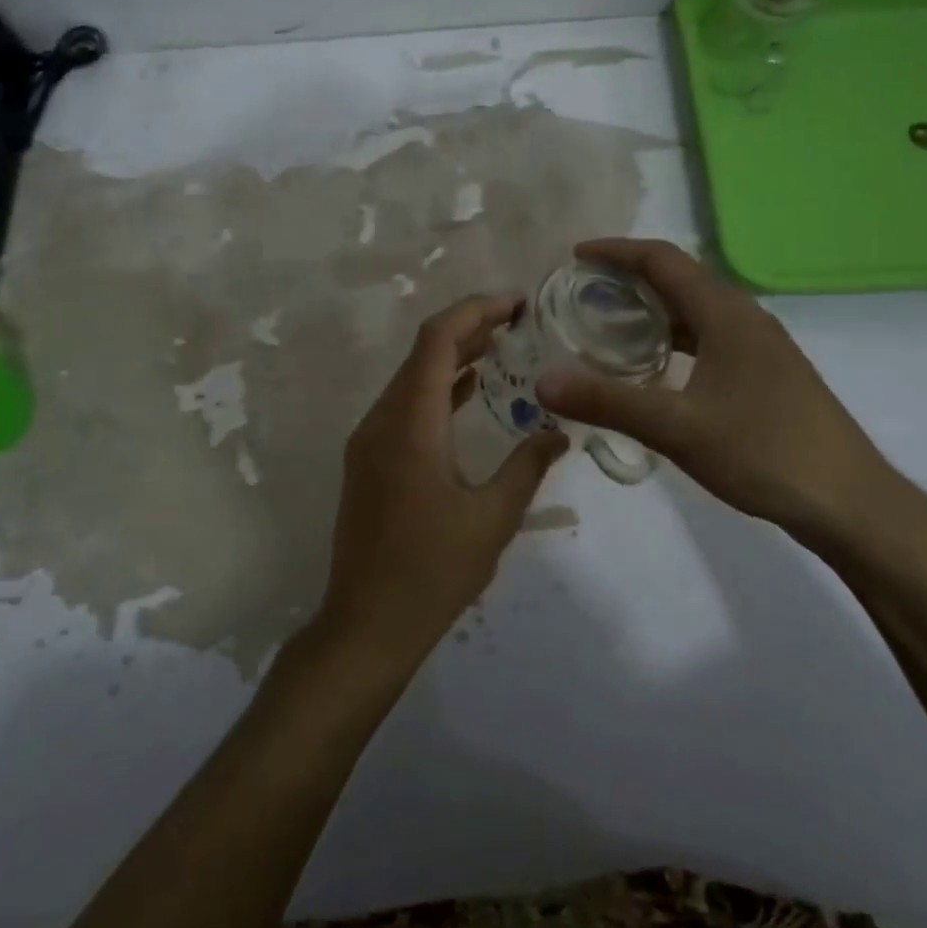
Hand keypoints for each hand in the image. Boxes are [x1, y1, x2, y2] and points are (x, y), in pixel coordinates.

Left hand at [320, 293, 568, 670]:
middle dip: (470, 327)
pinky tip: (471, 390)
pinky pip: (405, 405)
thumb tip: (559, 431)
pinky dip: (439, 388)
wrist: (366, 624)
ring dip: (454, 356)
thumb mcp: (492, 519)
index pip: (437, 342)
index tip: (517, 303)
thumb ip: (527, 466)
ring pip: (412, 378)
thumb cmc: (432, 573)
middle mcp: (381, 420)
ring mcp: (369, 440)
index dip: (475, 311)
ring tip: (503, 345)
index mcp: (409, 425)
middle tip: (519, 319)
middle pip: (423, 352)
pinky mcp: (369, 459)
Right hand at [536, 239, 904, 549]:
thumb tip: (542, 383)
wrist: (851, 503)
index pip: (664, 261)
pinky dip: (674, 338)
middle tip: (582, 292)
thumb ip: (608, 402)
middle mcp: (745, 318)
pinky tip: (655, 368)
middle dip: (629, 277)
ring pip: (697, 310)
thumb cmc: (765, 453)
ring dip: (653, 309)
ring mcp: (761, 347)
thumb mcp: (678, 428)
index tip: (574, 256)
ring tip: (608, 324)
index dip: (617, 251)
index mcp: (726, 314)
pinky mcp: (768, 374)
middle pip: (680, 279)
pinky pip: (710, 337)